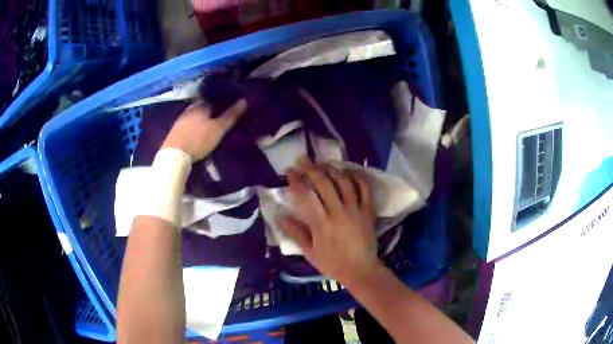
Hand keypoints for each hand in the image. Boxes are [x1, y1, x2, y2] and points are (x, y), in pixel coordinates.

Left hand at [162, 99, 246, 160]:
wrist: (174, 155)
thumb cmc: (199, 140)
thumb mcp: (219, 129)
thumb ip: (231, 115)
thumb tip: (244, 100)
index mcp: (201, 105)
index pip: (213, 99)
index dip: (221, 103)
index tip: (227, 108)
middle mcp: (189, 109)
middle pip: (202, 106)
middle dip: (210, 110)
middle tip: (218, 118)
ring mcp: (180, 119)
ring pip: (194, 115)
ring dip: (200, 118)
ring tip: (208, 126)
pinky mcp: (174, 130)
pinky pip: (187, 124)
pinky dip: (192, 126)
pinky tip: (195, 133)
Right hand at [278, 156, 381, 284]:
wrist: (361, 270)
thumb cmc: (333, 263)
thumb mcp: (310, 252)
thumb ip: (295, 233)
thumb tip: (279, 215)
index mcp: (321, 223)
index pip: (306, 195)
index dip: (296, 180)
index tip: (289, 171)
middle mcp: (338, 211)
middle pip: (324, 183)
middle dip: (311, 168)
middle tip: (303, 159)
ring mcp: (356, 209)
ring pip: (343, 181)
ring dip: (332, 169)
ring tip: (323, 163)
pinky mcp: (368, 210)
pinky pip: (364, 188)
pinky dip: (357, 177)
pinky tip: (348, 172)